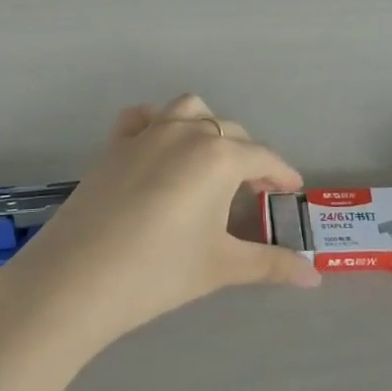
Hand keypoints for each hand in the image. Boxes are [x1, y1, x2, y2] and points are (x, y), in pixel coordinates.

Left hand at [0, 96, 317, 353]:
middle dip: (249, 156)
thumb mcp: (221, 266)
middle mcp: (186, 132)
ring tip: (210, 162)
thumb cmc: (159, 271)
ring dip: (207, 128)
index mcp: (218, 155)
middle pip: (229, 132)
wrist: (76, 280)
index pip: (263, 157)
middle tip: (255, 190)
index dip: (282, 174)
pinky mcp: (115, 145)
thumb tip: (315, 275)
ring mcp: (146, 134)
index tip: (292, 189)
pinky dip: (158, 122)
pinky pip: (143, 117)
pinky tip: (159, 148)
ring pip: (188, 110)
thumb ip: (272, 264)